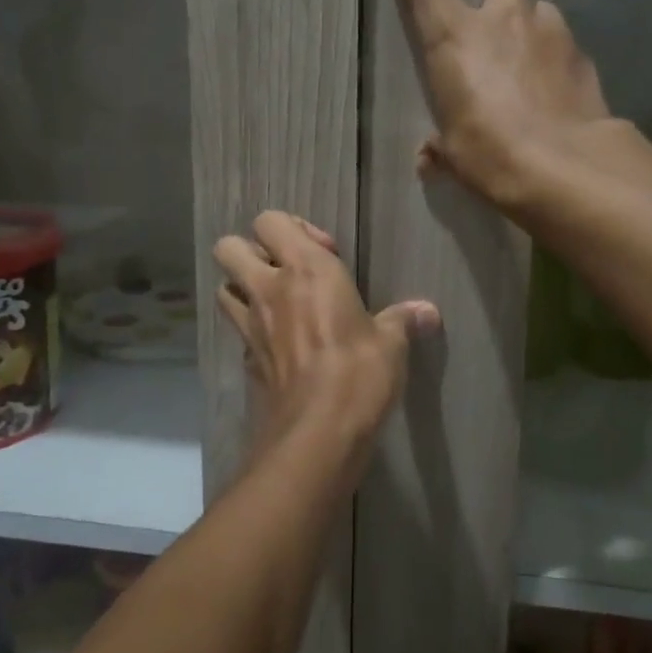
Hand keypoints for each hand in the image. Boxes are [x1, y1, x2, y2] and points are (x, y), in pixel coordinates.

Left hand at [214, 212, 438, 487]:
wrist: (318, 433)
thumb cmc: (359, 373)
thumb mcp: (391, 344)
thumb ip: (402, 321)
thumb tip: (428, 312)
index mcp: (305, 269)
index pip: (270, 220)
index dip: (293, 229)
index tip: (326, 254)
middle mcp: (268, 289)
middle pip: (229, 247)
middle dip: (251, 251)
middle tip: (286, 272)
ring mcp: (250, 325)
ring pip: (224, 288)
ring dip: (243, 288)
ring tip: (277, 304)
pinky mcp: (245, 360)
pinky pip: (238, 332)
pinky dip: (252, 331)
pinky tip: (280, 346)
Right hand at [386, 0, 611, 210]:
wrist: (566, 168)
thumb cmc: (491, 155)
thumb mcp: (455, 154)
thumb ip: (440, 145)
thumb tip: (429, 157)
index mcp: (457, 38)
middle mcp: (504, 20)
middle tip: (494, 14)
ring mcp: (550, 32)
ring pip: (540, 7)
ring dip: (531, 26)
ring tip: (529, 64)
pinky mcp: (583, 57)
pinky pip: (565, 46)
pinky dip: (556, 62)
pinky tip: (556, 93)